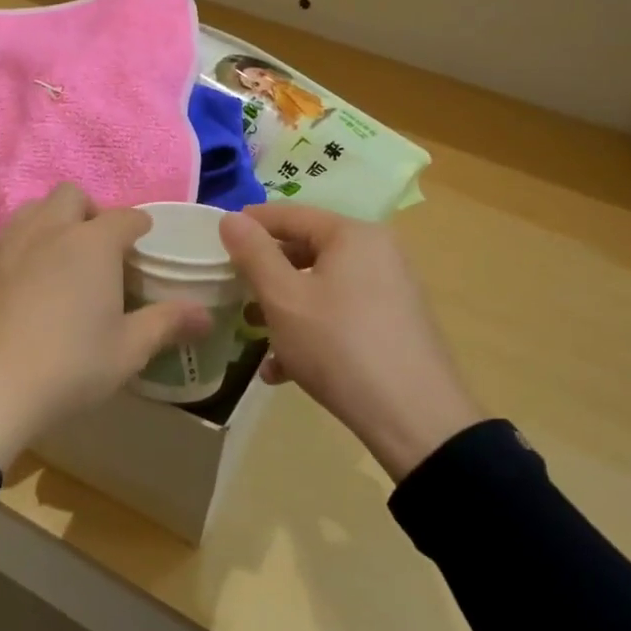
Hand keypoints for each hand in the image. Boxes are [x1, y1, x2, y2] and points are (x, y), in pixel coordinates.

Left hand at [0, 184, 209, 469]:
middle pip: (73, 196)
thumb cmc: (66, 367)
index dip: (138, 228)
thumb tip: (206, 316)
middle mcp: (48, 229)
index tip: (142, 245)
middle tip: (98, 252)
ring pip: (33, 210)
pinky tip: (19, 286)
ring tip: (58, 261)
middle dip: (90, 213)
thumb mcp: (127, 351)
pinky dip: (20, 248)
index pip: (126, 217)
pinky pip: (3, 239)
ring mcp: (4, 243)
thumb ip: (167, 324)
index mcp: (92, 244)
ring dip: (52, 223)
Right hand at [220, 205, 486, 481]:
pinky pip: (341, 314)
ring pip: (322, 287)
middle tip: (234, 291)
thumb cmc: (338, 345)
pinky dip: (311, 331)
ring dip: (284, 308)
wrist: (413, 417)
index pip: (291, 214)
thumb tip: (230, 218)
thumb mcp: (283, 298)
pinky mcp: (394, 325)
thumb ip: (254, 253)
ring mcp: (390, 290)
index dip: (251, 224)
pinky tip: (283, 370)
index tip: (217, 240)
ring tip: (254, 335)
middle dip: (266, 273)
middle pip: (307, 250)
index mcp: (353, 235)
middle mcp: (377, 253)